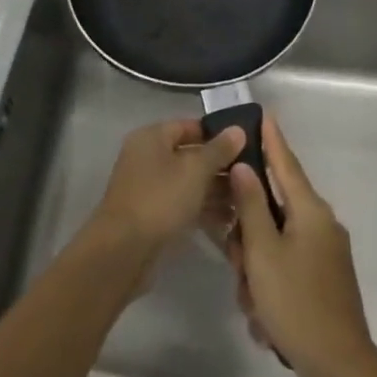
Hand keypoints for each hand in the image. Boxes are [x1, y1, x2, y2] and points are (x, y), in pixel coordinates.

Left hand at [91, 119, 246, 255]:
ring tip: (247, 201)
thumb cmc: (160, 199)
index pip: (190, 126)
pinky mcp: (153, 214)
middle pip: (190, 155)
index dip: (218, 134)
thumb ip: (219, 149)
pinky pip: (183, 204)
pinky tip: (231, 221)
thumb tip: (238, 129)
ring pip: (189, 182)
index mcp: (152, 137)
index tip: (247, 145)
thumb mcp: (195, 170)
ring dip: (216, 190)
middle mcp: (148, 157)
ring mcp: (149, 187)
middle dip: (221, 166)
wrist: (123, 250)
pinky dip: (204, 209)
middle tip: (253, 176)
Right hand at [224, 114, 376, 376]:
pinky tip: (263, 317)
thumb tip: (245, 166)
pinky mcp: (323, 278)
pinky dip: (268, 285)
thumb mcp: (262, 252)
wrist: (338, 367)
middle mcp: (321, 224)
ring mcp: (325, 253)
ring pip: (274, 242)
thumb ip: (251, 206)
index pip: (286, 163)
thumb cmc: (296, 303)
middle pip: (273, 209)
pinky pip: (285, 266)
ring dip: (255, 267)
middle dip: (247, 235)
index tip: (262, 113)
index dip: (272, 139)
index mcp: (311, 211)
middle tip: (236, 263)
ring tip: (252, 301)